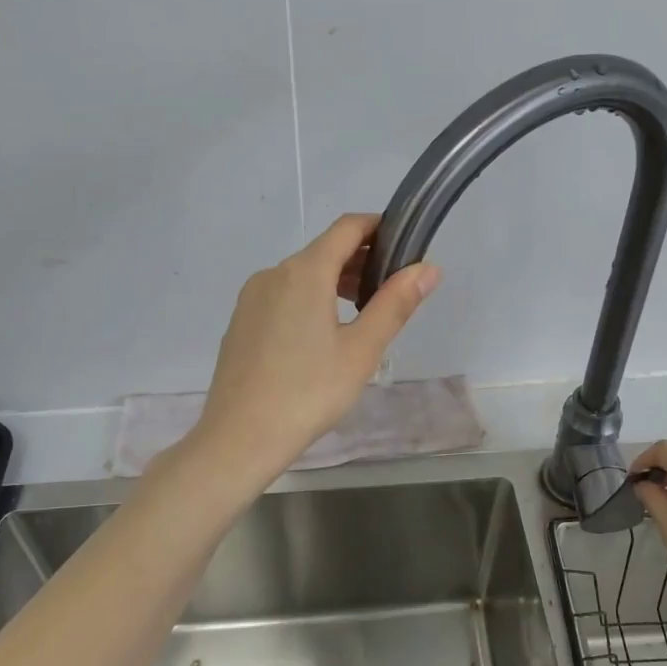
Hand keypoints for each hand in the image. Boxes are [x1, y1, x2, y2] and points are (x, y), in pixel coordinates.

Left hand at [191, 214, 439, 482]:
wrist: (239, 437)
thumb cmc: (308, 392)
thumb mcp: (361, 350)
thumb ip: (395, 304)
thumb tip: (427, 268)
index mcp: (305, 272)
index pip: (347, 228)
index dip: (378, 228)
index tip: (404, 244)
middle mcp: (274, 273)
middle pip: (324, 250)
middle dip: (360, 259)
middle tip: (392, 289)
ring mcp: (252, 297)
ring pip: (302, 274)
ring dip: (335, 281)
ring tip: (362, 313)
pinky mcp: (241, 321)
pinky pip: (282, 295)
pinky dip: (309, 298)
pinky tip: (321, 336)